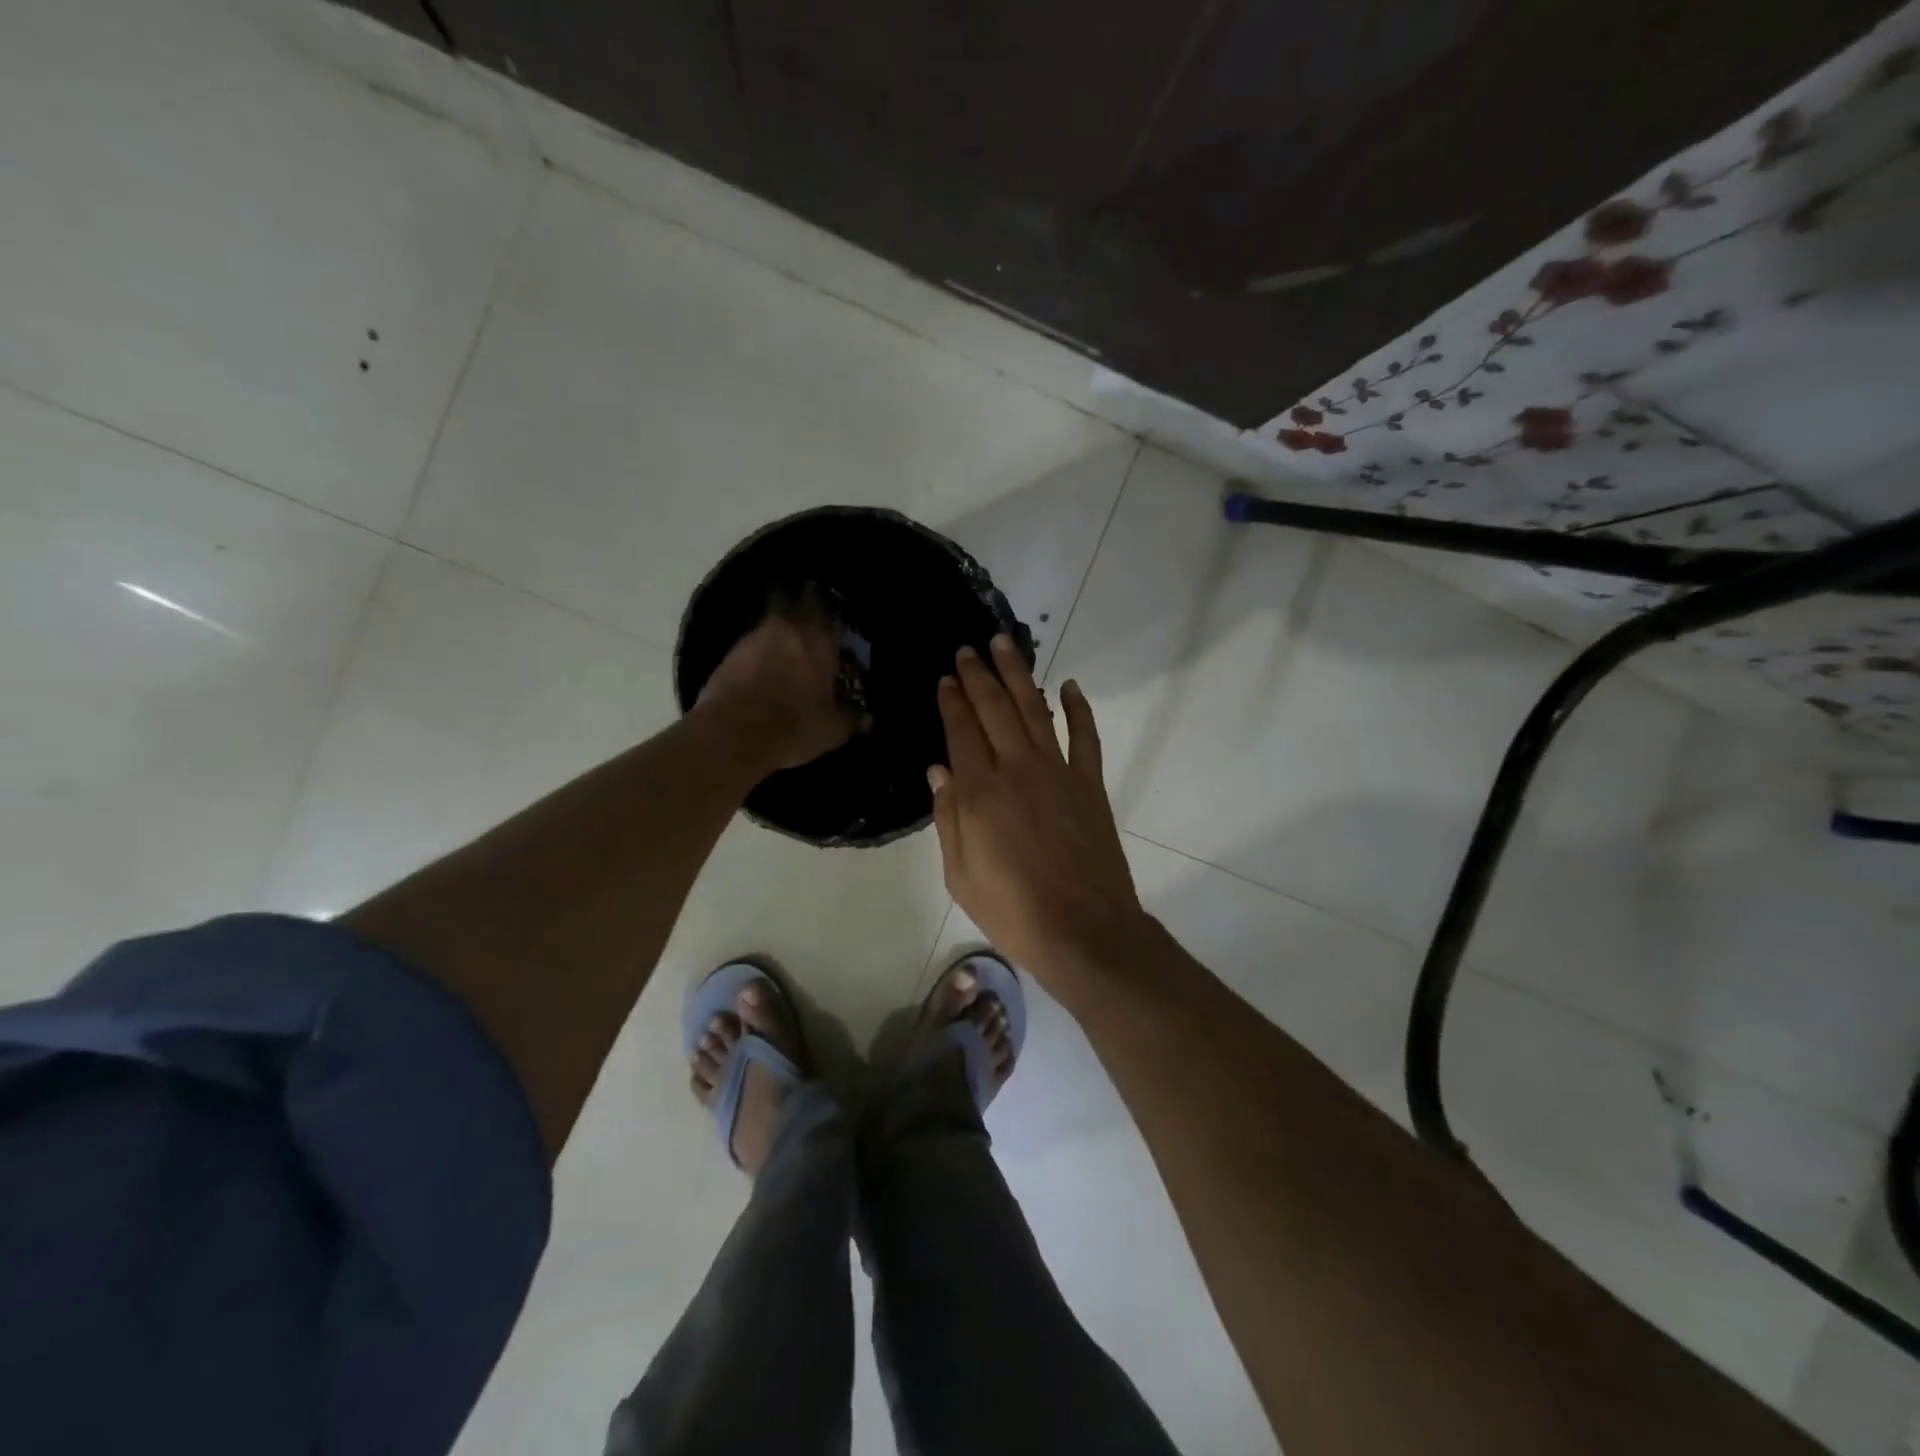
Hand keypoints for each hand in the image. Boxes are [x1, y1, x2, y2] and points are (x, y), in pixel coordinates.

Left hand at [696, 587, 861, 771]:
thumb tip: (867, 718)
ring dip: (778, 632)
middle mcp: (786, 628)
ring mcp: (752, 639)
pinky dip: (759, 653)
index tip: (833, 614)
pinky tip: (764, 670)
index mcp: (818, 640)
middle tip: (808, 620)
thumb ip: (851, 717)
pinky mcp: (727, 655)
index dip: (829, 608)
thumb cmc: (794, 727)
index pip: (826, 607)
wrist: (732, 737)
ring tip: (787, 649)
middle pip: (791, 600)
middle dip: (799, 604)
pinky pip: (750, 646)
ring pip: (770, 623)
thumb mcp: (832, 730)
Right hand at [929, 635, 1148, 993]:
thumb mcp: (960, 875)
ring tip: (1005, 646)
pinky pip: (1085, 737)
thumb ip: (948, 817)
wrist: (1084, 931)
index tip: (945, 676)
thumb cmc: (1013, 911)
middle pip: (995, 709)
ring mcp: (1058, 773)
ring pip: (1035, 711)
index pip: (961, 732)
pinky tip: (1070, 685)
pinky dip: (1079, 709)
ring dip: (1019, 675)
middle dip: (979, 675)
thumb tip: (938, 769)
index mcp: (980, 793)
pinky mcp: (1090, 785)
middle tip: (969, 647)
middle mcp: (1017, 770)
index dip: (952, 701)